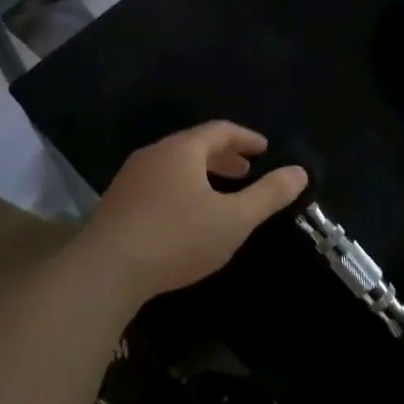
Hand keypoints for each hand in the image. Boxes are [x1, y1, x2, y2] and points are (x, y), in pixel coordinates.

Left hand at [82, 122, 308, 302]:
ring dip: (203, 174)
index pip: (220, 130)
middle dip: (225, 157)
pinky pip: (159, 184)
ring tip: (221, 194)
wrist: (102, 273)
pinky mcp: (116, 206)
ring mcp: (130, 180)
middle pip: (195, 146)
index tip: (264, 149)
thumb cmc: (176, 238)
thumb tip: (300, 172)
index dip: (246, 138)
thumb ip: (269, 195)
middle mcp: (154, 155)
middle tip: (246, 171)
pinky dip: (182, 189)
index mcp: (182, 150)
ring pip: (175, 166)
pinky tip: (187, 217)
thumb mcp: (234, 219)